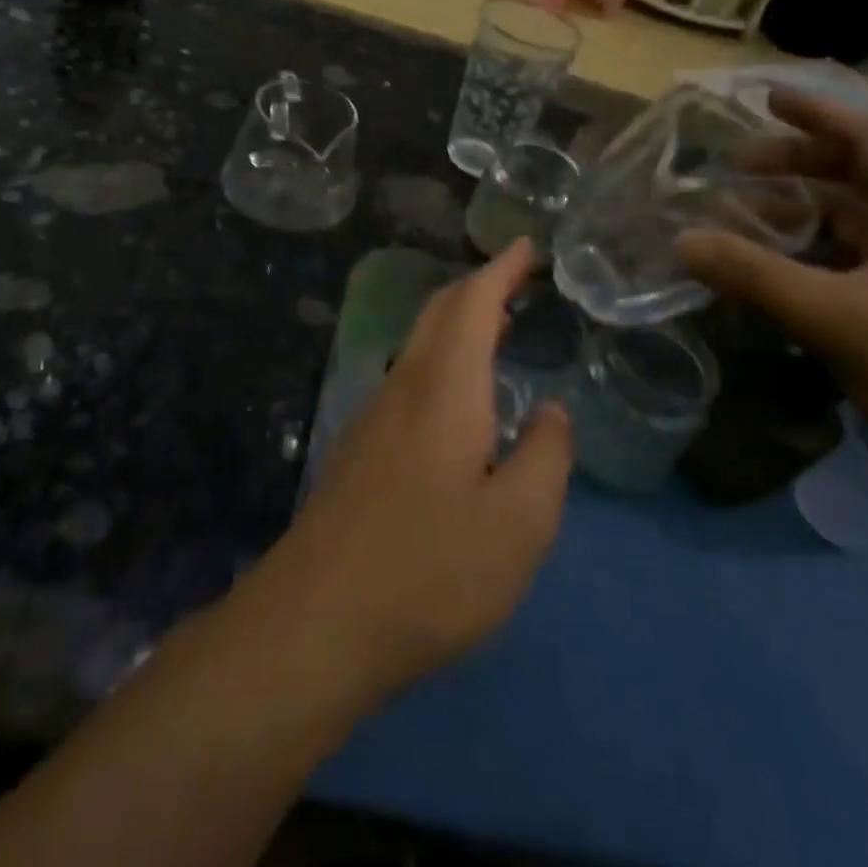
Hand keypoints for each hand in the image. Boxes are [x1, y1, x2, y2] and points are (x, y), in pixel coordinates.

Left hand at [270, 240, 573, 704]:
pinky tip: (459, 399)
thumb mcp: (519, 524)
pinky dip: (442, 361)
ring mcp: (373, 417)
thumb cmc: (430, 569)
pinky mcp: (359, 450)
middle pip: (438, 314)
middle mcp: (403, 387)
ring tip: (497, 329)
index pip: (472, 303)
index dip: (501, 269)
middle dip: (478, 287)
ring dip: (457, 323)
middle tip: (518, 280)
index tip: (525, 245)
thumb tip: (551, 410)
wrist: (316, 621)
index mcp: (444, 388)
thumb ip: (546, 457)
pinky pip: (409, 379)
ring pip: (419, 346)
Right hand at [678, 90, 867, 482]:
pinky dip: (812, 250)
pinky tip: (776, 265)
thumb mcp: (837, 316)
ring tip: (744, 212)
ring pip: (857, 216)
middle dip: (799, 162)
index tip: (764, 98)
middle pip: (861, 171)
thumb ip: (755, 274)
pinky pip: (856, 256)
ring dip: (802, 207)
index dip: (816, 113)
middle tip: (739, 165)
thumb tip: (682, 240)